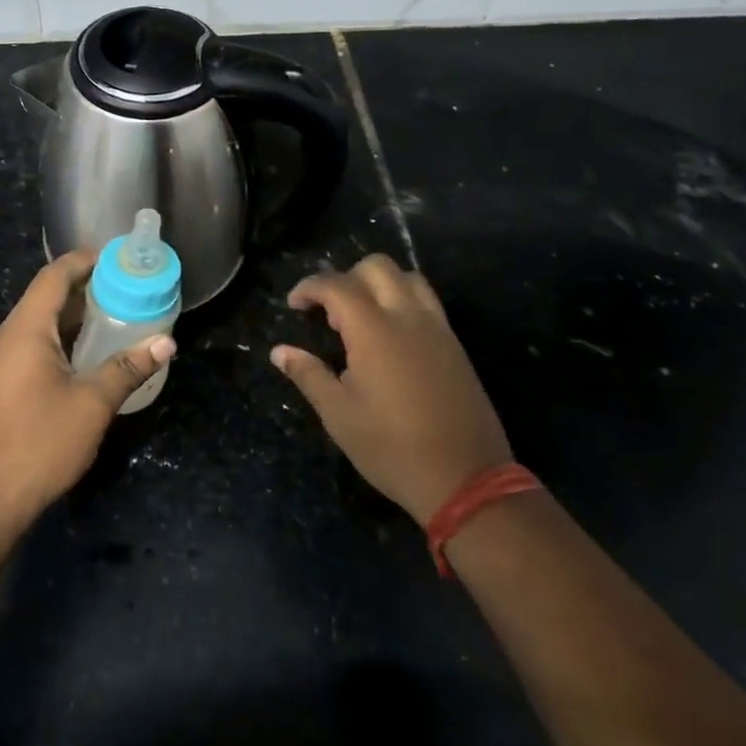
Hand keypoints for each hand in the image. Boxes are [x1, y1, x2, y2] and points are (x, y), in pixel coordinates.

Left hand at [0, 251, 175, 534]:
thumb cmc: (39, 444)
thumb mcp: (92, 404)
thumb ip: (128, 368)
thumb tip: (166, 342)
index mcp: (25, 330)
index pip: (54, 276)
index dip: (84, 260)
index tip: (118, 258)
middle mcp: (7, 337)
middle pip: (47, 296)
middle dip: (86, 288)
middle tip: (128, 288)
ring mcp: (0, 361)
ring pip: (40, 323)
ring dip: (75, 316)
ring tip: (117, 315)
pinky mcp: (0, 383)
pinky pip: (33, 345)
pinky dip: (63, 338)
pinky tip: (89, 353)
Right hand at [272, 253, 511, 526]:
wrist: (465, 479)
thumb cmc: (391, 448)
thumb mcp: (339, 415)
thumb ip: (308, 374)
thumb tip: (280, 352)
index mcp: (374, 330)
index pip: (336, 285)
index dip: (309, 288)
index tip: (294, 306)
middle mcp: (408, 317)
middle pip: (376, 267)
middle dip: (345, 277)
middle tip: (329, 312)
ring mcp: (437, 328)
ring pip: (407, 277)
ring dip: (378, 283)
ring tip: (361, 317)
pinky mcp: (455, 344)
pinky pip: (427, 301)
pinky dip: (403, 299)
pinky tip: (390, 336)